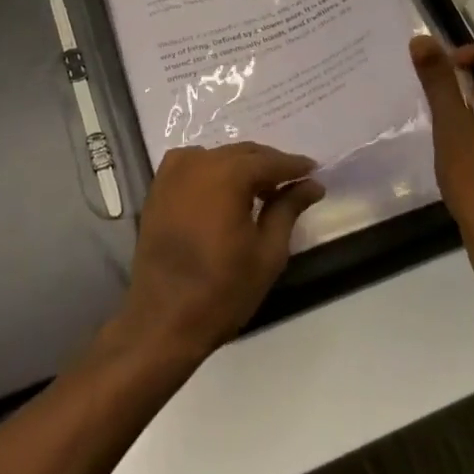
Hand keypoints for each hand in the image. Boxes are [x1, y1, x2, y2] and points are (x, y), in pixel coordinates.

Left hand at [114, 142, 324, 361]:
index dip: (294, 166)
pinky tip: (224, 192)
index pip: (270, 161)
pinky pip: (193, 165)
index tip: (314, 171)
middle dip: (269, 165)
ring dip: (241, 168)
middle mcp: (199, 162)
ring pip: (219, 157)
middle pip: (244, 153)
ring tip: (260, 191)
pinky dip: (213, 171)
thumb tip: (312, 184)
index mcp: (228, 174)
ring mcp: (174, 172)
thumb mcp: (268, 252)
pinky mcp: (158, 187)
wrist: (162, 320)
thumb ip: (288, 209)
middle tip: (292, 183)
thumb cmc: (222, 290)